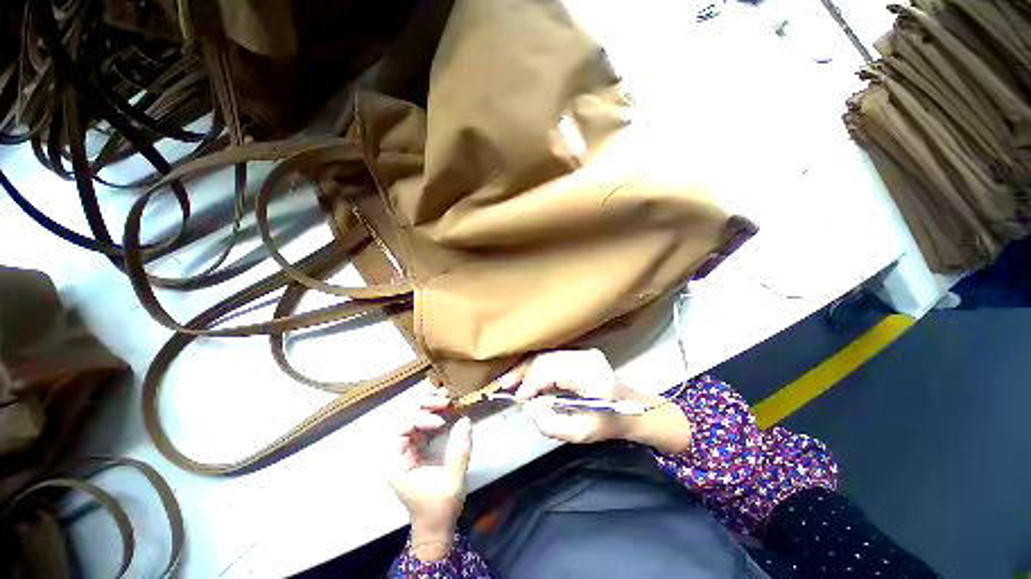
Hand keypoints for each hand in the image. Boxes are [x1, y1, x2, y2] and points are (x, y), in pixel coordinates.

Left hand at [388, 382, 472, 561]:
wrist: (437, 529)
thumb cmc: (439, 510)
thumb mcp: (451, 483)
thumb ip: (458, 452)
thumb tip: (465, 421)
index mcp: (397, 463)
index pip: (400, 430)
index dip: (419, 420)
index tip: (441, 422)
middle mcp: (399, 452)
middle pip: (404, 418)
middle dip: (424, 405)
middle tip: (445, 400)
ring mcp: (409, 449)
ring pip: (413, 417)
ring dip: (428, 404)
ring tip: (446, 397)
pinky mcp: (420, 448)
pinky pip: (423, 423)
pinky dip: (434, 412)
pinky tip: (447, 405)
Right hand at [499, 349, 662, 443]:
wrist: (630, 408)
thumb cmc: (607, 423)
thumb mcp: (581, 434)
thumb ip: (552, 425)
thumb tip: (528, 407)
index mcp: (589, 374)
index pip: (552, 370)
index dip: (532, 383)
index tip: (518, 399)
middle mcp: (584, 356)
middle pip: (545, 358)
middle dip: (522, 371)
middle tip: (503, 386)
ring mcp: (582, 351)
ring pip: (546, 354)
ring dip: (525, 367)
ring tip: (508, 381)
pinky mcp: (578, 352)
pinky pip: (551, 356)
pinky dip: (535, 365)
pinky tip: (524, 375)